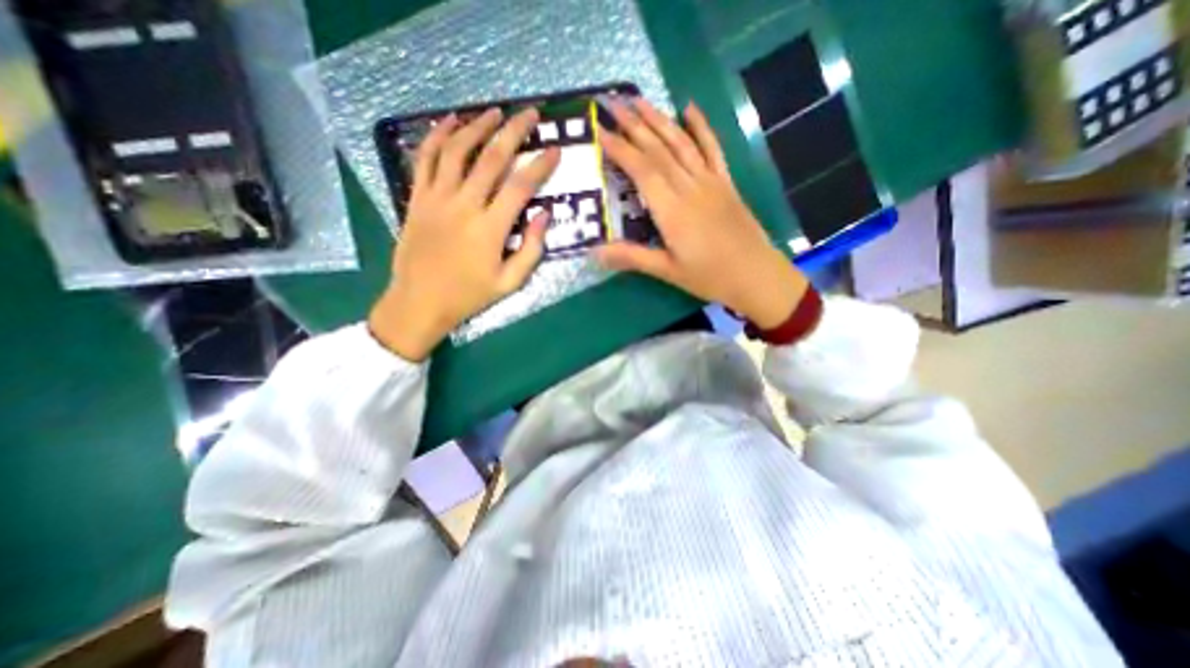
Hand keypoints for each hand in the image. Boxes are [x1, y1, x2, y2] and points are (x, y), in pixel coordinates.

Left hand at [370, 107, 560, 359]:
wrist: (419, 302)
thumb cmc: (469, 296)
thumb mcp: (510, 282)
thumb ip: (531, 249)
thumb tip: (545, 215)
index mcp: (490, 229)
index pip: (520, 187)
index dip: (540, 165)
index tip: (554, 149)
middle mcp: (464, 206)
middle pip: (492, 159)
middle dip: (514, 131)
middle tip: (530, 114)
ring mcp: (437, 198)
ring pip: (457, 150)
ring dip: (478, 126)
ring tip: (495, 112)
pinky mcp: (417, 198)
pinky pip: (426, 159)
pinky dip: (437, 136)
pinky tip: (450, 122)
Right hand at [595, 98, 808, 328]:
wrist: (756, 275)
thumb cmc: (709, 277)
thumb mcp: (667, 271)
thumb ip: (631, 257)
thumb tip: (593, 252)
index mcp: (672, 210)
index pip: (641, 170)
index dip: (620, 148)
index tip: (600, 130)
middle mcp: (689, 187)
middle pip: (658, 150)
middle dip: (633, 124)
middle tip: (612, 102)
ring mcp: (710, 181)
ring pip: (681, 143)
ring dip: (659, 119)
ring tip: (639, 99)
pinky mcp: (726, 183)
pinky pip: (712, 149)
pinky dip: (701, 127)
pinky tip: (690, 108)